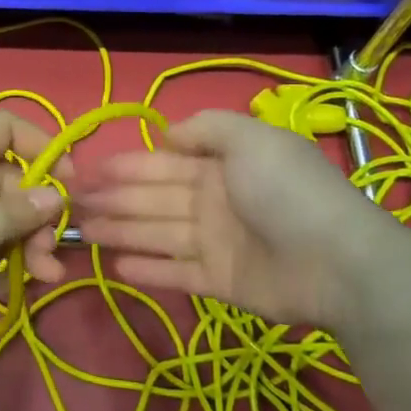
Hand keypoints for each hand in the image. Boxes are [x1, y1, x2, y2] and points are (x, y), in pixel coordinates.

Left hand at [0, 110, 66, 351]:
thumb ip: (9, 217)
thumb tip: (56, 195)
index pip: (3, 127)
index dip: (42, 148)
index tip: (68, 188)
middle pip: (1, 178)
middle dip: (33, 215)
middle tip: (53, 259)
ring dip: (16, 244)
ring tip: (39, 282)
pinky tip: (0, 295)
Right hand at [75, 109, 387, 330]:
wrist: (337, 261)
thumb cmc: (286, 191)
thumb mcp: (249, 138)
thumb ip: (206, 128)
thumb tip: (166, 134)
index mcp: (221, 166)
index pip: (163, 163)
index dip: (126, 165)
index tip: (89, 170)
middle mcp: (214, 201)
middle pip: (154, 198)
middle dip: (114, 199)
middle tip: (72, 204)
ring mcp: (217, 243)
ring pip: (157, 234)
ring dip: (121, 232)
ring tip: (83, 233)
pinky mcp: (220, 282)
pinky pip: (176, 273)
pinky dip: (148, 270)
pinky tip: (116, 266)